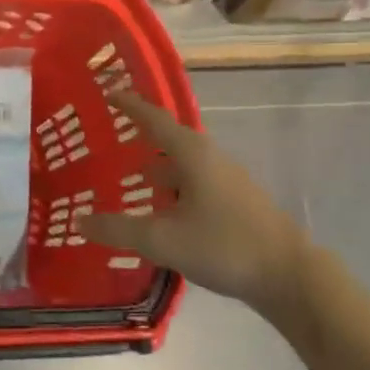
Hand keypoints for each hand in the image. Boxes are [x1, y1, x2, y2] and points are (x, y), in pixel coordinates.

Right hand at [77, 91, 316, 322]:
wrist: (291, 277)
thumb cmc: (224, 246)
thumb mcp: (161, 240)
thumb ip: (118, 228)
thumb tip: (79, 219)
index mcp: (192, 155)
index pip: (154, 119)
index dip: (131, 106)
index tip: (109, 93)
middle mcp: (211, 160)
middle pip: (170, 141)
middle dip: (141, 140)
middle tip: (112, 143)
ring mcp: (228, 182)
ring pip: (184, 167)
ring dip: (158, 169)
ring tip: (132, 181)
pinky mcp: (237, 204)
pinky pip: (195, 185)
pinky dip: (174, 190)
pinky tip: (163, 213)